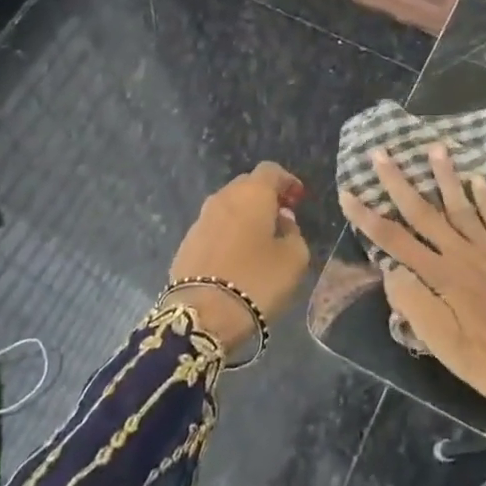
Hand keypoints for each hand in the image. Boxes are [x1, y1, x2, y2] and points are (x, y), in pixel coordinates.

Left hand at [170, 162, 310, 354]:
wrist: (202, 315)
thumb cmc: (257, 280)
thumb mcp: (294, 259)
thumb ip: (294, 233)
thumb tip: (283, 221)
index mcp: (252, 193)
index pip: (271, 170)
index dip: (287, 181)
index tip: (298, 199)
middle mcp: (223, 198)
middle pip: (247, 184)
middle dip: (265, 196)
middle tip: (281, 217)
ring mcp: (200, 219)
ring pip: (228, 206)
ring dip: (245, 215)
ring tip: (259, 238)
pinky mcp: (186, 242)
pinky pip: (214, 227)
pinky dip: (228, 232)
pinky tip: (236, 255)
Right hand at [340, 147, 485, 436]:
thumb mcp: (446, 348)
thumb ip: (416, 306)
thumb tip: (390, 271)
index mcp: (442, 278)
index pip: (396, 242)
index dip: (368, 218)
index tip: (348, 194)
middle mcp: (464, 255)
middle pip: (425, 213)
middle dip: (399, 182)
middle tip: (381, 152)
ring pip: (462, 206)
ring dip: (446, 176)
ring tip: (435, 147)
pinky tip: (479, 179)